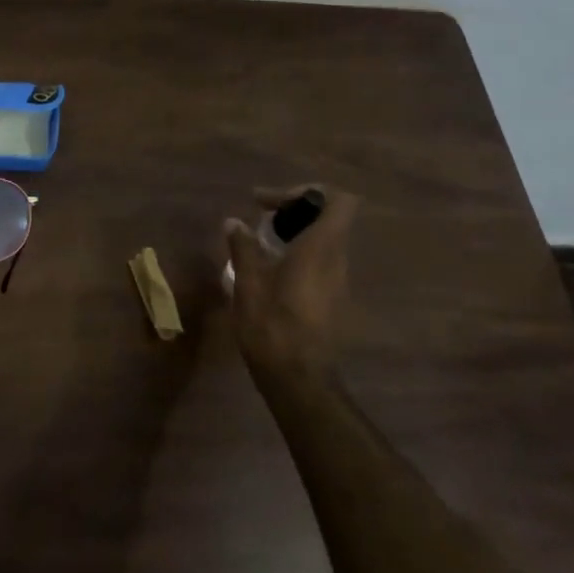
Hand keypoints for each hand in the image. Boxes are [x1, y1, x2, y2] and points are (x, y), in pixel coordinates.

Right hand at [223, 185, 361, 388]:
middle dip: (294, 210)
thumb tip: (234, 222)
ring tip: (259, 243)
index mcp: (320, 249)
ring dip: (294, 233)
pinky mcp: (333, 298)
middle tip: (260, 217)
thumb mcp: (248, 284)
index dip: (308, 192)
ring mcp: (339, 281)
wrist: (299, 380)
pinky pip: (320, 261)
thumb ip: (243, 248)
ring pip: (324, 240)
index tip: (272, 203)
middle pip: (329, 217)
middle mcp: (337, 260)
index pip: (339, 201)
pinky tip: (269, 270)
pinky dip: (298, 253)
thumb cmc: (272, 327)